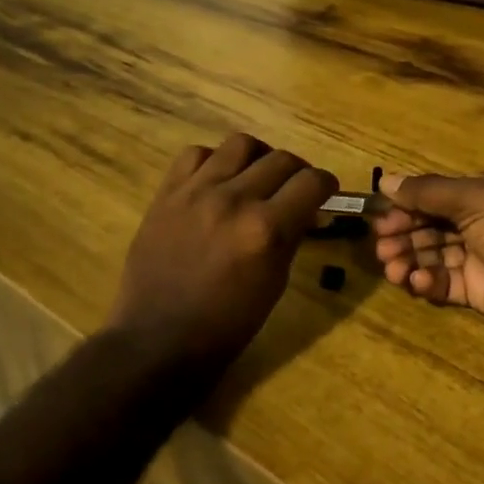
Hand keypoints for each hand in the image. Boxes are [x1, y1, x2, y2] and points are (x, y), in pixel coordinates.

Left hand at [106, 133, 336, 366]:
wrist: (158, 340)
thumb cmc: (226, 325)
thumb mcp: (274, 284)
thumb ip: (292, 237)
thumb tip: (307, 209)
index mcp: (266, 230)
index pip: (312, 182)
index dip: (325, 185)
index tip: (324, 192)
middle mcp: (234, 200)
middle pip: (281, 159)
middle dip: (297, 172)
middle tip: (294, 189)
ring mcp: (196, 192)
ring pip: (241, 144)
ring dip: (258, 157)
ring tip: (255, 176)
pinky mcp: (167, 193)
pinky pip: (196, 154)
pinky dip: (214, 161)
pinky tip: (216, 181)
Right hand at [371, 169, 483, 351]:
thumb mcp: (476, 199)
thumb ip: (428, 192)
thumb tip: (385, 181)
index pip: (437, 196)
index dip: (407, 206)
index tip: (379, 219)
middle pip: (433, 226)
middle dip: (405, 234)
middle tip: (382, 248)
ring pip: (436, 255)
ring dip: (411, 259)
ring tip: (393, 269)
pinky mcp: (483, 293)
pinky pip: (447, 284)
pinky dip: (428, 282)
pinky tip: (417, 282)